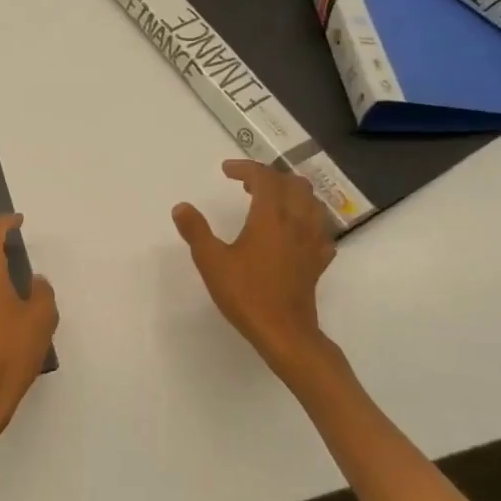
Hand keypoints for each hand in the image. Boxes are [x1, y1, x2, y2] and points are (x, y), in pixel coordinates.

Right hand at [173, 161, 335, 364]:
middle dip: (270, 177)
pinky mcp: (320, 260)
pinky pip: (320, 229)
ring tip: (272, 201)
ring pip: (312, 202)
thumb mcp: (211, 261)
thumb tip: (181, 207)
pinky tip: (294, 232)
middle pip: (293, 184)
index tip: (226, 171)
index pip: (264, 177)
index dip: (245, 168)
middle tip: (247, 184)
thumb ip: (196, 231)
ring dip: (292, 193)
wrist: (284, 332)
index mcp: (271, 216)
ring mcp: (313, 240)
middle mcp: (297, 221)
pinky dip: (306, 220)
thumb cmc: (246, 294)